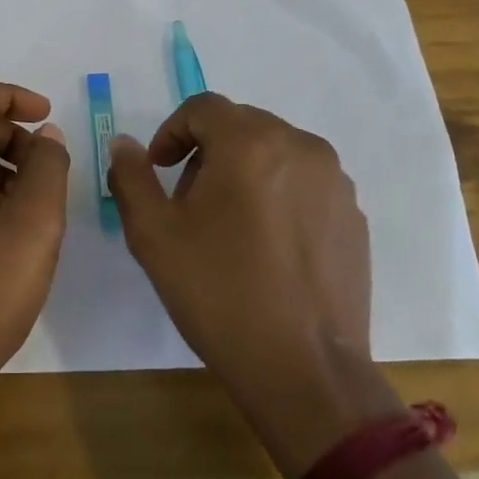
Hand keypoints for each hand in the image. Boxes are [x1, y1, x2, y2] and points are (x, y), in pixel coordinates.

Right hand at [108, 94, 401, 478]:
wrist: (305, 370)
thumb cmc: (220, 293)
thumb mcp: (153, 234)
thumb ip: (131, 176)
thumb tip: (125, 144)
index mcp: (250, 142)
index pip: (203, 108)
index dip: (171, 131)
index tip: (160, 170)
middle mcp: (300, 146)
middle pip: (241, 125)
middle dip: (207, 151)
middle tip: (189, 201)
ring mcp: (335, 181)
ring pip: (275, 152)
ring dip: (245, 171)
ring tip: (230, 226)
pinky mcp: (353, 215)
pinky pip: (305, 184)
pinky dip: (279, 195)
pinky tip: (268, 247)